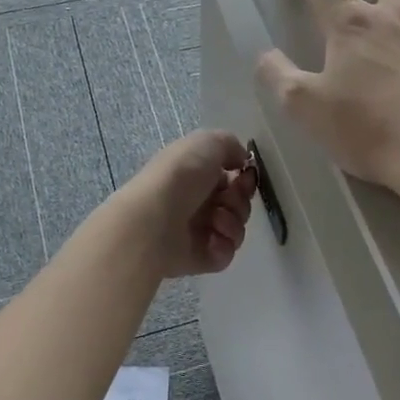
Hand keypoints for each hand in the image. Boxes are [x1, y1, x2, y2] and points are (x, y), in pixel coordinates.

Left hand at [121, 130, 257, 277]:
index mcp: (196, 174)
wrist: (154, 219)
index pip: (232, 178)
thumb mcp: (207, 142)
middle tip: (225, 200)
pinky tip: (211, 239)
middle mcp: (197, 202)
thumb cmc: (180, 175)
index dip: (244, 178)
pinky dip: (224, 245)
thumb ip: (230, 145)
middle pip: (238, 203)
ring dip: (233, 221)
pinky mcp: (200, 258)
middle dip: (239, 200)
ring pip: (236, 228)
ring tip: (215, 220)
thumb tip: (241, 161)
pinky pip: (226, 253)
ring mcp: (198, 232)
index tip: (245, 177)